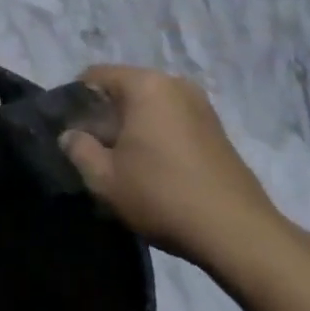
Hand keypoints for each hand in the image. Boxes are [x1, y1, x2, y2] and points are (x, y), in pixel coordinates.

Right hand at [61, 65, 285, 272]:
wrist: (239, 234)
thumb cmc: (163, 196)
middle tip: (95, 152)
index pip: (94, 76)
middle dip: (104, 116)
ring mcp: (200, 105)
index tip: (71, 134)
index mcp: (145, 84)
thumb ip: (78, 149)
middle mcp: (173, 83)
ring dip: (131, 127)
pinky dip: (156, 135)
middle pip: (123, 89)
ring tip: (124, 164)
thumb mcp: (105, 178)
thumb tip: (70, 136)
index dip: (75, 102)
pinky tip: (154, 169)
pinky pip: (171, 120)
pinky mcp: (216, 128)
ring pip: (148, 106)